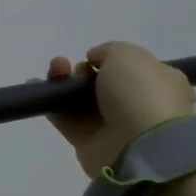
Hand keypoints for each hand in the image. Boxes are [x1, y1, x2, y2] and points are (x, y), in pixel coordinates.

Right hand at [42, 43, 195, 176]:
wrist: (137, 144)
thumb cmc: (141, 93)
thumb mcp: (128, 55)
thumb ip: (108, 51)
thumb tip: (94, 60)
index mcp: (159, 82)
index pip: (131, 69)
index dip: (109, 60)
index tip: (94, 58)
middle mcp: (136, 104)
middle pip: (101, 83)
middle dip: (82, 71)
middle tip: (71, 67)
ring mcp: (112, 125)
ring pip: (81, 100)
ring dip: (64, 81)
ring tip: (55, 70)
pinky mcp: (89, 142)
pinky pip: (66, 120)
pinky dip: (51, 104)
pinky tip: (36, 87)